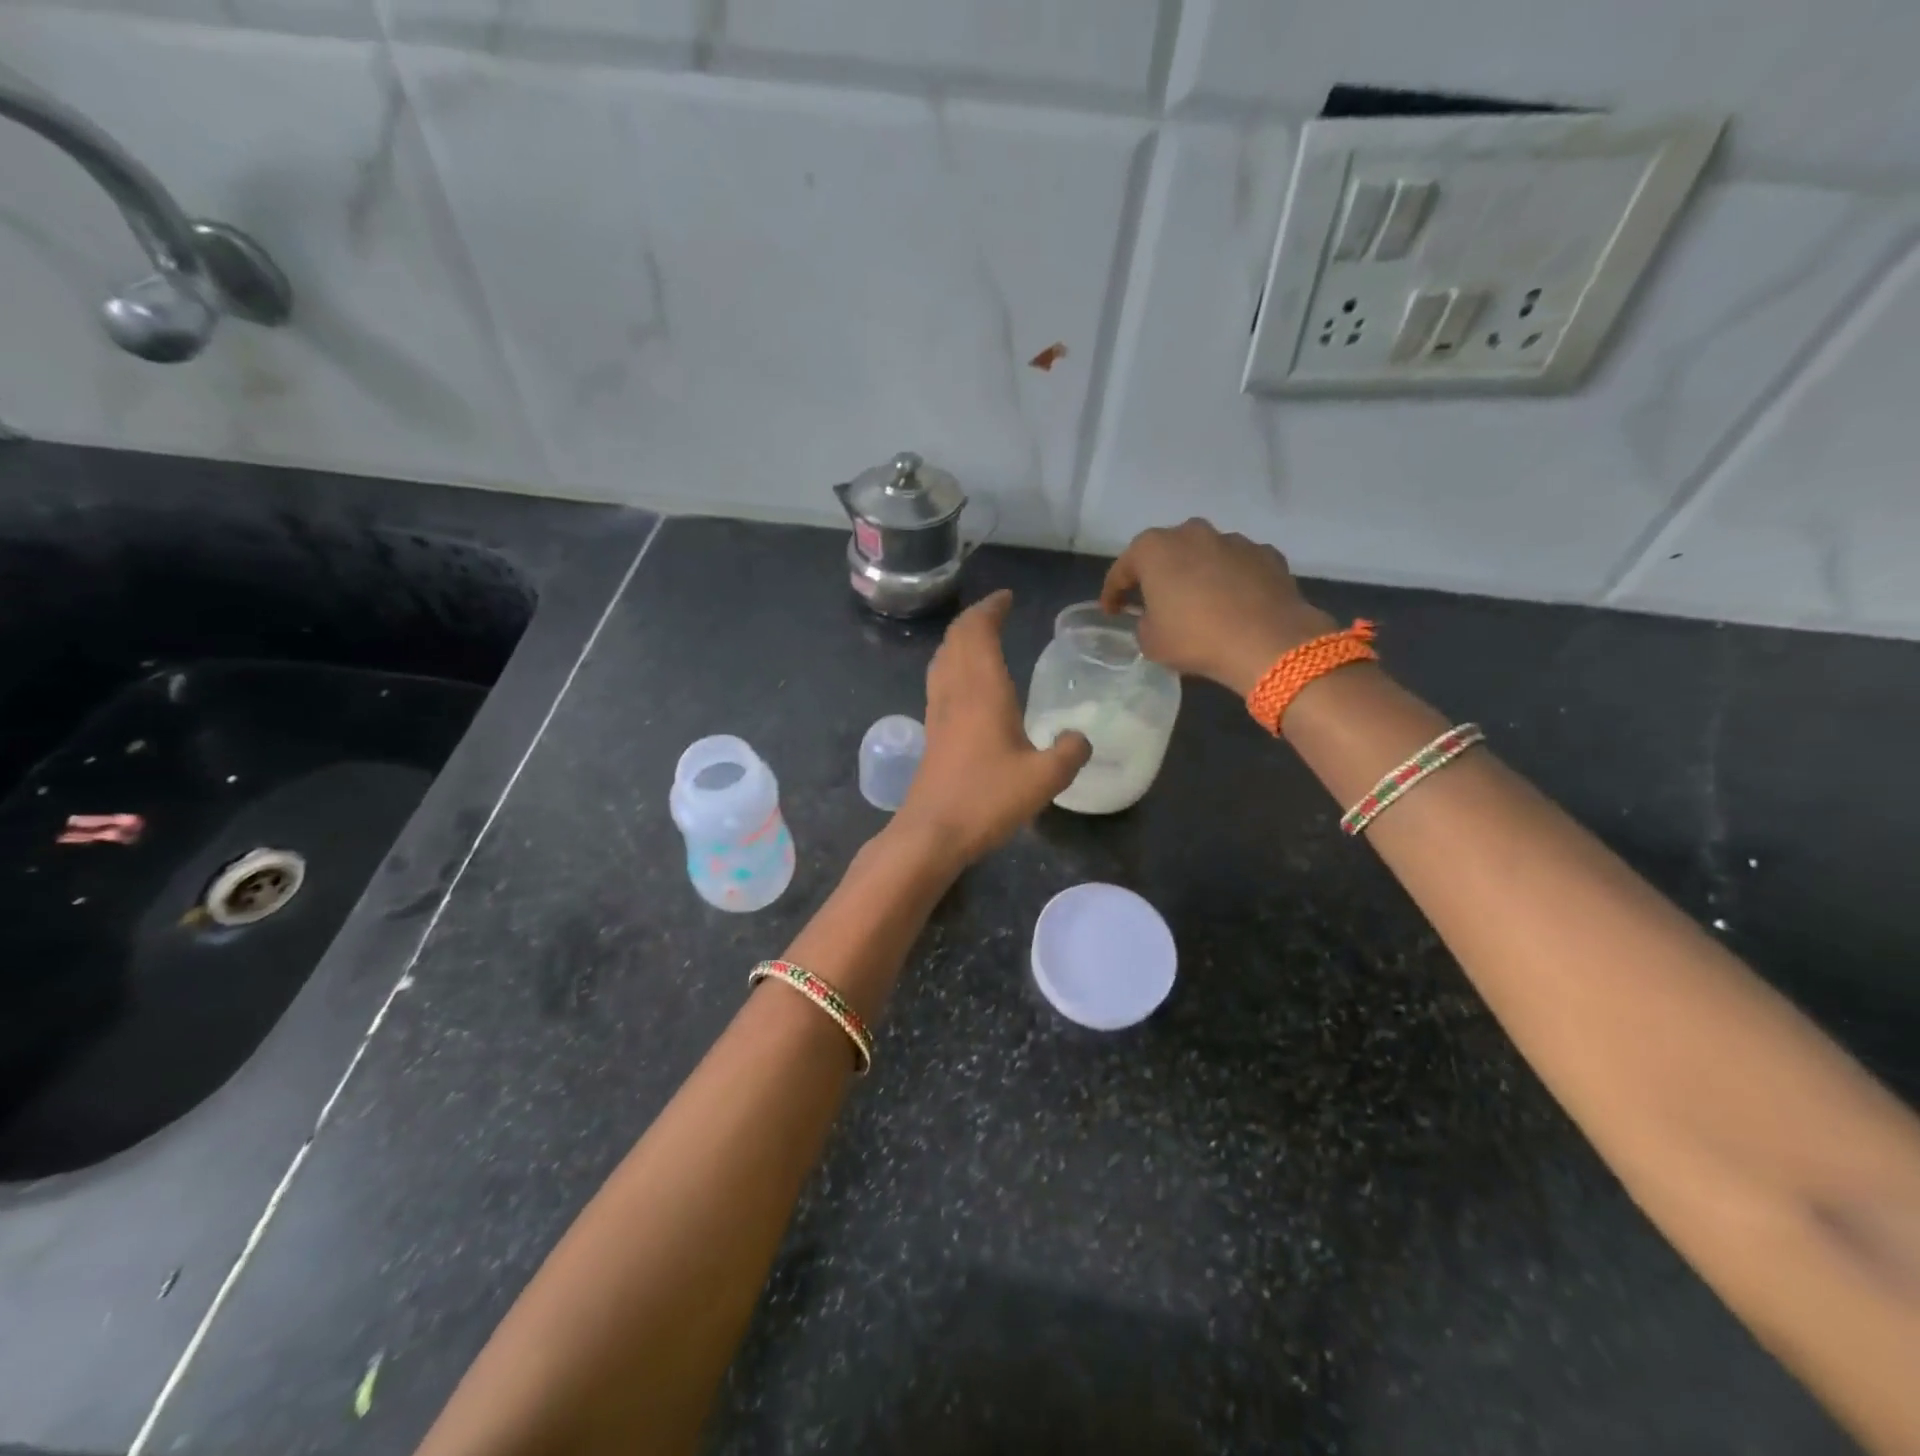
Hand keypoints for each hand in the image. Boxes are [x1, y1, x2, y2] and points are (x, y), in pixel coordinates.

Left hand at [893, 590, 1090, 869]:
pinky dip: (953, 664)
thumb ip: (1069, 753)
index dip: (991, 609)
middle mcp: (955, 692)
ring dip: (960, 640)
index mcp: (982, 690)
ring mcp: (937, 711)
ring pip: (943, 658)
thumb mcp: (1045, 779)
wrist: (932, 833)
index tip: (1006, 597)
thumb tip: (1080, 738)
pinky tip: (967, 684)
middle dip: (975, 619)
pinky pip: (939, 680)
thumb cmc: (987, 799)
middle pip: (956, 639)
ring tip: (981, 638)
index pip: (979, 632)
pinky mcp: (931, 732)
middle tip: (997, 611)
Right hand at [1100, 518, 1334, 695]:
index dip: (1113, 593)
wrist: (1268, 641)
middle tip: (1154, 601)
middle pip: (1166, 553)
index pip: (1123, 569)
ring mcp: (1233, 540)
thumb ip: (1144, 623)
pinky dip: (1231, 580)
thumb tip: (1154, 618)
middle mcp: (1192, 533)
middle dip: (1158, 574)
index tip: (1111, 612)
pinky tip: (1233, 604)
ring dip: (1197, 574)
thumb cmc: (1195, 638)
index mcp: (1155, 549)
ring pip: (1205, 555)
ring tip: (1198, 604)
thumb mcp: (1151, 641)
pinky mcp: (1266, 554)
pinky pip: (1237, 566)